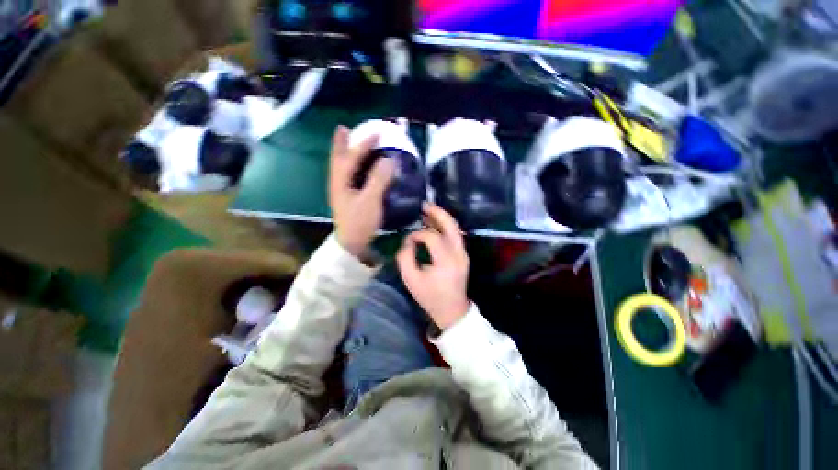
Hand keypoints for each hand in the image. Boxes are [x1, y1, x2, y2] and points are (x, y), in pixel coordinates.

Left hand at [328, 126, 395, 257]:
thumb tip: (388, 160)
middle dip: (341, 143)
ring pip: (341, 167)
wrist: (351, 244)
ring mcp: (341, 191)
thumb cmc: (360, 222)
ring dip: (345, 153)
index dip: (364, 144)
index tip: (377, 133)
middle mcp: (338, 183)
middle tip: (344, 129)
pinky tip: (357, 167)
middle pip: (338, 159)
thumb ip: (379, 179)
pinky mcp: (347, 198)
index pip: (352, 157)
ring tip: (348, 142)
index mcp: (341, 181)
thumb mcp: (370, 200)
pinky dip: (351, 166)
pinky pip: (348, 176)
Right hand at [397, 204, 470, 329]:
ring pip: (455, 229)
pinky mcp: (463, 255)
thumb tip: (408, 241)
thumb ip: (406, 258)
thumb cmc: (430, 297)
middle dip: (438, 213)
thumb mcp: (411, 280)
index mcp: (446, 262)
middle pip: (451, 226)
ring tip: (428, 210)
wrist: (452, 311)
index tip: (409, 239)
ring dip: (442, 218)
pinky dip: (445, 227)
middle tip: (425, 205)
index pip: (432, 238)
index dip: (419, 235)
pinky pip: (455, 236)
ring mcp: (464, 254)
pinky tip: (434, 224)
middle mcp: (458, 254)